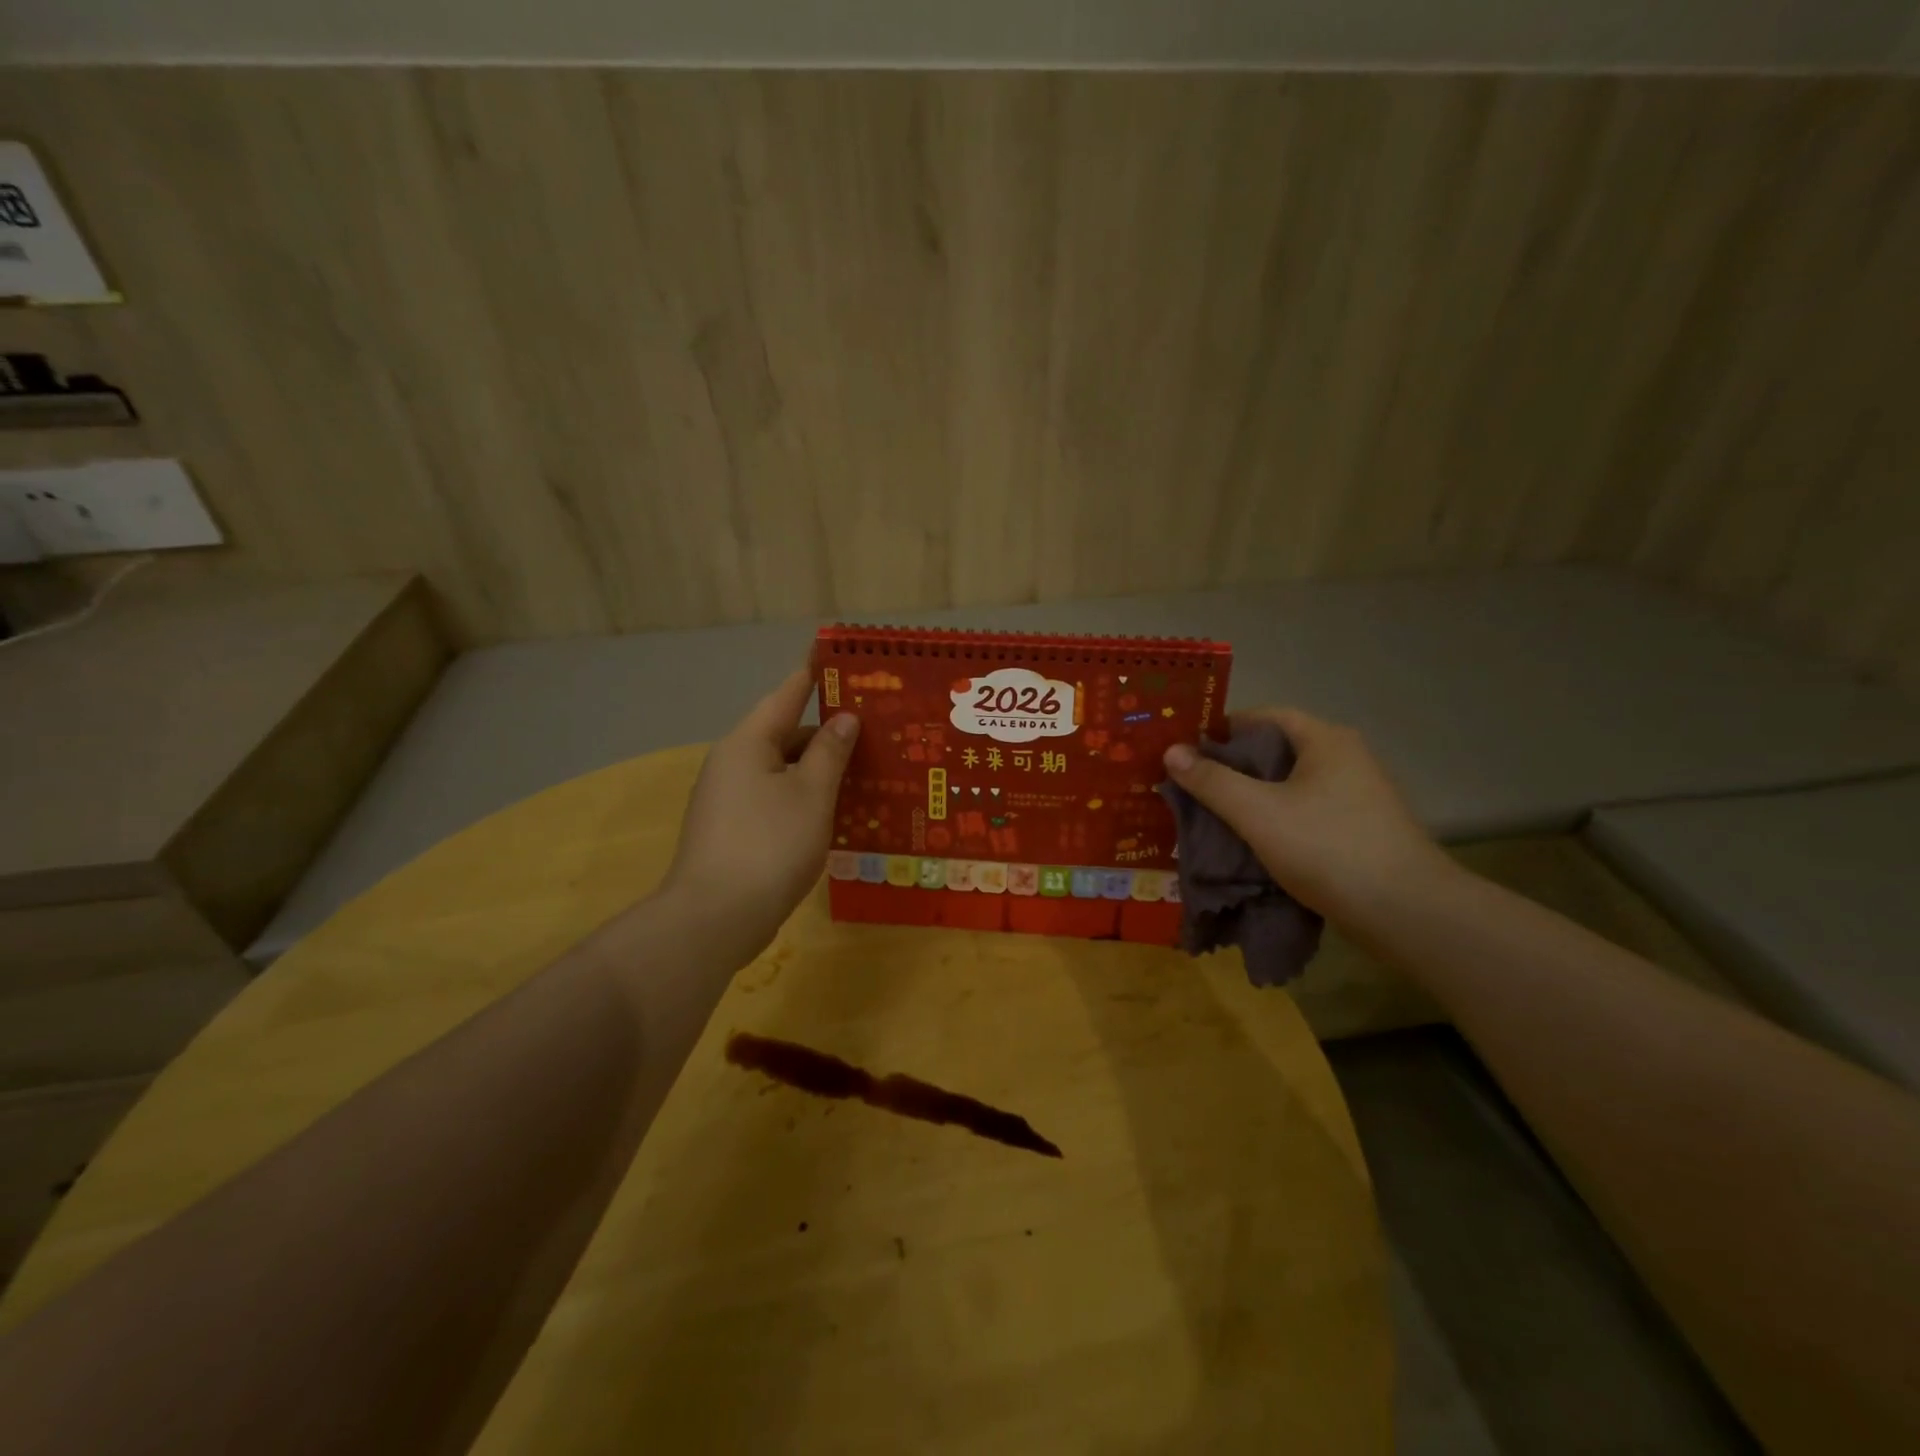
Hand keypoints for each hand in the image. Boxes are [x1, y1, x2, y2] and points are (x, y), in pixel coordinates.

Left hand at [660, 669, 859, 963]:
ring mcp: (728, 801)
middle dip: (826, 733)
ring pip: (782, 772)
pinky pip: (775, 801)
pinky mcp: (732, 832)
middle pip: (785, 736)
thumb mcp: (812, 794)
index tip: (838, 660)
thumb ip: (830, 752)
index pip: (785, 696)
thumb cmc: (770, 844)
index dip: (813, 677)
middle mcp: (732, 764)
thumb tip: (843, 718)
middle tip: (873, 731)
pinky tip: (836, 813)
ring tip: (865, 772)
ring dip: (819, 771)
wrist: (715, 919)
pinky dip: (804, 799)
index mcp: (748, 744)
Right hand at [1162, 708, 1451, 924]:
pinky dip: (1275, 820)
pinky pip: (1305, 812)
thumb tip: (1171, 751)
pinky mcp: (1360, 829)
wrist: (1407, 913)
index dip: (1221, 730)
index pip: (1263, 717)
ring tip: (1212, 816)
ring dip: (1251, 797)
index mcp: (1324, 740)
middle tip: (1191, 787)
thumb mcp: (1258, 812)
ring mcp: (1357, 795)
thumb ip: (1212, 780)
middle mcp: (1345, 758)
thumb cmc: (1328, 848)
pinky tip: (1251, 842)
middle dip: (1231, 768)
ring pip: (1289, 785)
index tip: (1186, 752)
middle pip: (1275, 751)